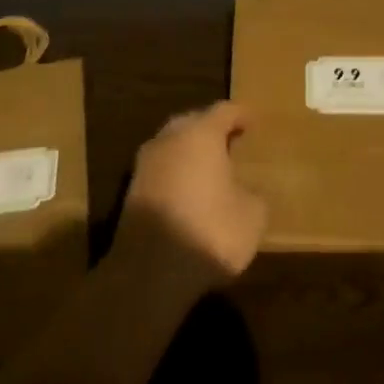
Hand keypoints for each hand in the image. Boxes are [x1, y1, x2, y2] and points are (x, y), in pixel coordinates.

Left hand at [117, 102, 267, 287]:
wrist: (149, 272)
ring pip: (172, 146)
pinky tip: (188, 193)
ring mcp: (145, 165)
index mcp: (201, 134)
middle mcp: (169, 139)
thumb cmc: (210, 231)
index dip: (240, 115)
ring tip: (209, 169)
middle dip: (211, 129)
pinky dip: (175, 174)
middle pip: (192, 123)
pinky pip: (160, 171)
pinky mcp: (130, 192)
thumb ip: (253, 194)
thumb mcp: (252, 216)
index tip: (252, 120)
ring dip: (189, 152)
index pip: (224, 111)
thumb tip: (246, 191)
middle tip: (230, 141)